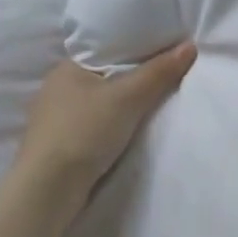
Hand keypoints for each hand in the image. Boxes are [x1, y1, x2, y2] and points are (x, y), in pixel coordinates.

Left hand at [13, 43, 196, 207]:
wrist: (47, 190)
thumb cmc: (84, 132)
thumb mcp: (128, 97)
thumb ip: (158, 72)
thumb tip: (190, 46)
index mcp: (66, 68)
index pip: (108, 49)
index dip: (138, 49)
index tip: (166, 52)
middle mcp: (57, 88)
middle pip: (106, 76)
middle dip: (133, 78)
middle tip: (168, 77)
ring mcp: (55, 119)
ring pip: (100, 102)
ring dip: (122, 105)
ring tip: (155, 103)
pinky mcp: (60, 144)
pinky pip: (95, 124)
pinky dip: (112, 125)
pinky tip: (129, 130)